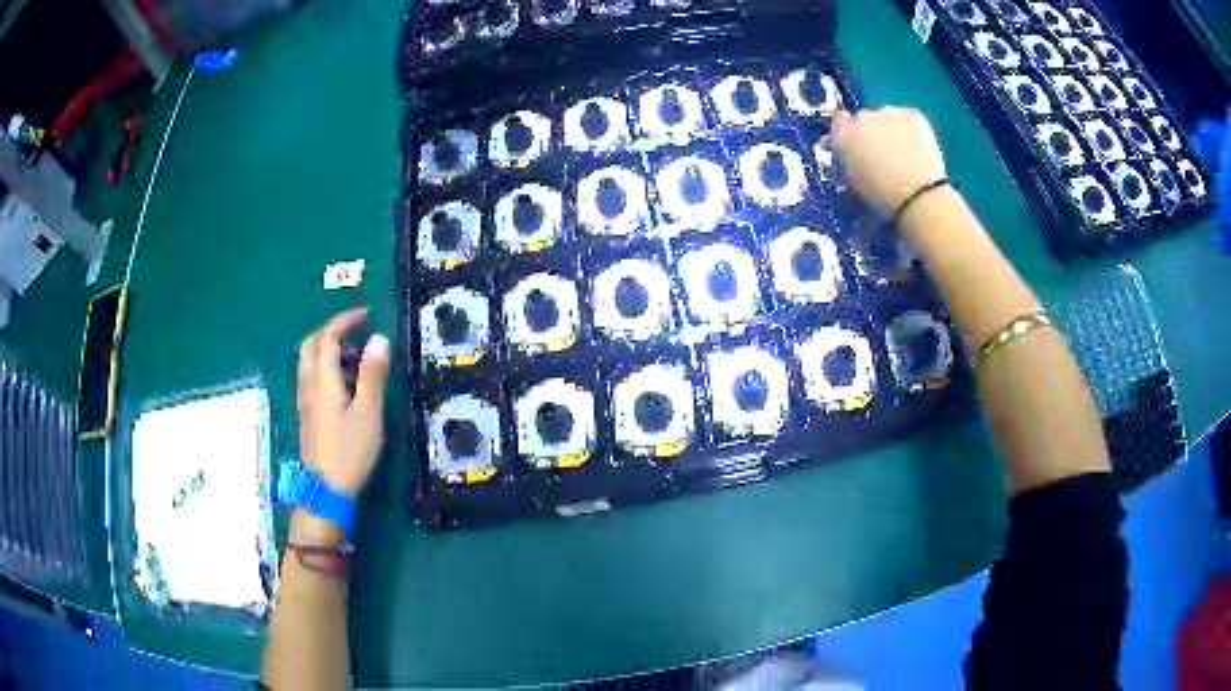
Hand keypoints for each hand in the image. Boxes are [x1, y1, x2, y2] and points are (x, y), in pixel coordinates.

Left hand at [297, 308, 390, 497]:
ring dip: (327, 350)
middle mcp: (308, 385)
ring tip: (353, 357)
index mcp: (323, 379)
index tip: (365, 315)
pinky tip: (343, 385)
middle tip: (354, 331)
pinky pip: (311, 379)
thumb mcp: (369, 412)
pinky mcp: (307, 416)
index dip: (344, 321)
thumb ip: (373, 374)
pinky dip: (324, 368)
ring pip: (308, 363)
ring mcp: (305, 401)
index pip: (327, 337)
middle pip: (310, 345)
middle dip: (331, 331)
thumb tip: (379, 338)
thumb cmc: (350, 451)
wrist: (326, 490)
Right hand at [826, 107, 947, 217]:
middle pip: (862, 119)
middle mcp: (861, 117)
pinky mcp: (913, 114)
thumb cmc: (881, 199)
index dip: (844, 136)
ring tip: (901, 153)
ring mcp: (888, 113)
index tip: (851, 149)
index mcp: (841, 135)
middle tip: (880, 155)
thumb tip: (850, 160)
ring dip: (889, 130)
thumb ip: (847, 165)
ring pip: (885, 118)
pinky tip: (916, 148)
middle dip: (868, 134)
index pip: (837, 124)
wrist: (919, 197)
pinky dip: (909, 129)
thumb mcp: (853, 185)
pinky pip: (906, 118)